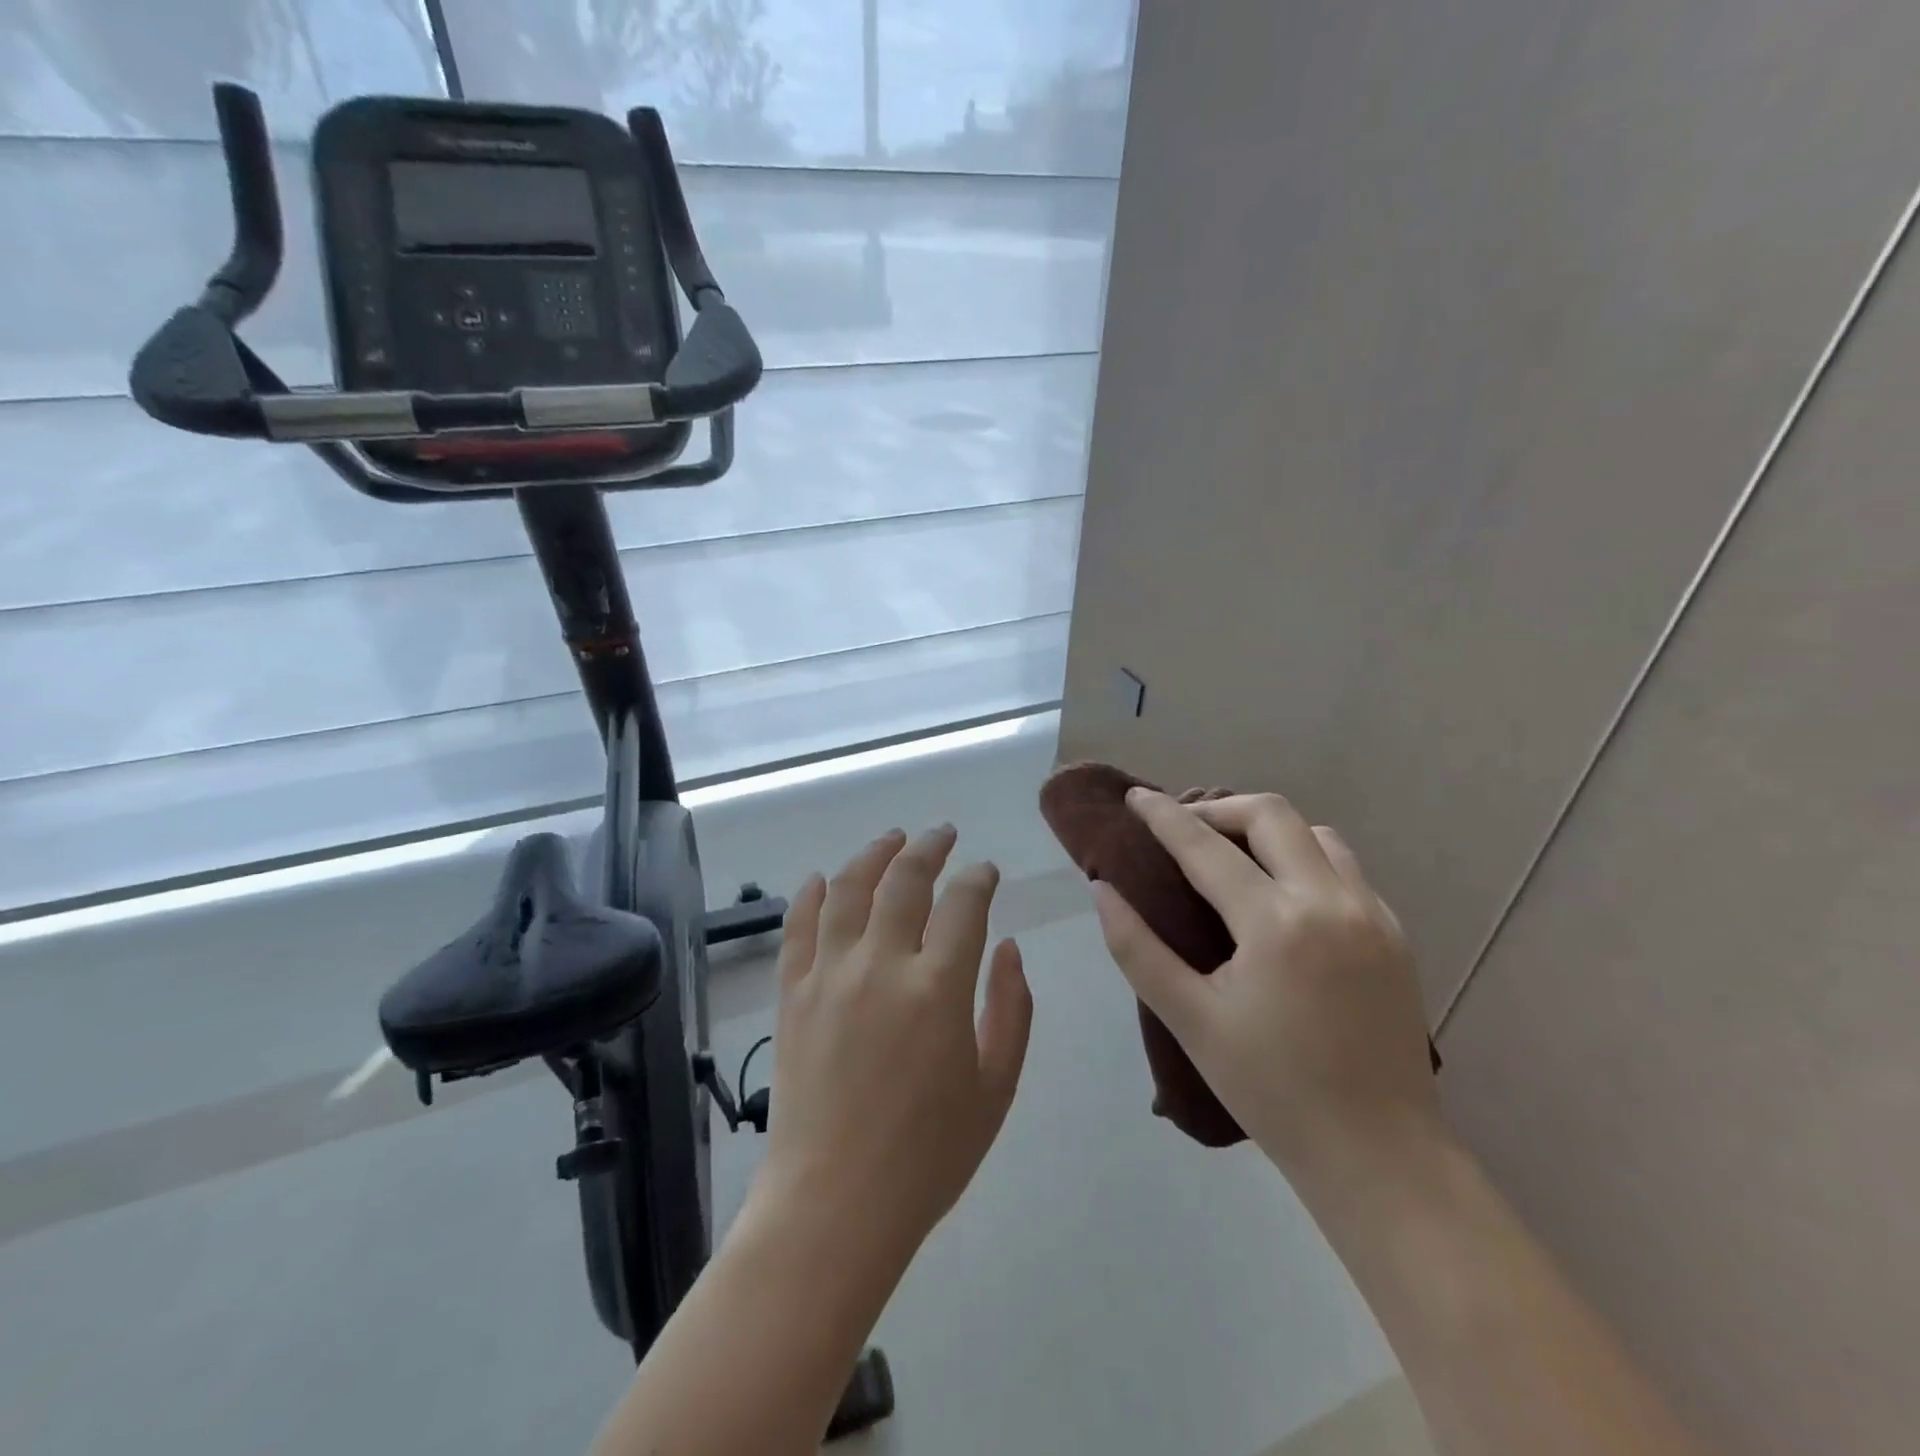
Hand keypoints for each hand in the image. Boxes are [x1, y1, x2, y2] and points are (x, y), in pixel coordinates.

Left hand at [751, 826, 1033, 1262]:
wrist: (834, 1204)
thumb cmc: (927, 1155)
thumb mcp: (995, 1088)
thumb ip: (1011, 1010)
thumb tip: (1008, 948)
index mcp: (938, 988)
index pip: (964, 903)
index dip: (979, 878)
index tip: (986, 872)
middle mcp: (882, 964)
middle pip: (905, 879)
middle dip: (930, 847)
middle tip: (943, 834)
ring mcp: (829, 974)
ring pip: (850, 888)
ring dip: (874, 854)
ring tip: (892, 838)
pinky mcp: (792, 993)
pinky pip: (799, 926)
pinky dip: (812, 894)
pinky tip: (824, 878)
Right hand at [1091, 790, 1440, 1179]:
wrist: (1379, 1155)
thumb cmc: (1272, 1090)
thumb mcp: (1190, 1020)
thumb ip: (1137, 949)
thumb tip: (1103, 890)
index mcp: (1275, 923)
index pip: (1205, 846)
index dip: (1164, 816)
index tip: (1136, 797)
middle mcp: (1329, 901)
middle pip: (1271, 814)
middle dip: (1219, 808)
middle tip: (1184, 828)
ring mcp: (1372, 914)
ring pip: (1316, 834)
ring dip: (1268, 830)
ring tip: (1233, 855)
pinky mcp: (1395, 934)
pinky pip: (1346, 869)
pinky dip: (1305, 860)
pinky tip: (1283, 896)